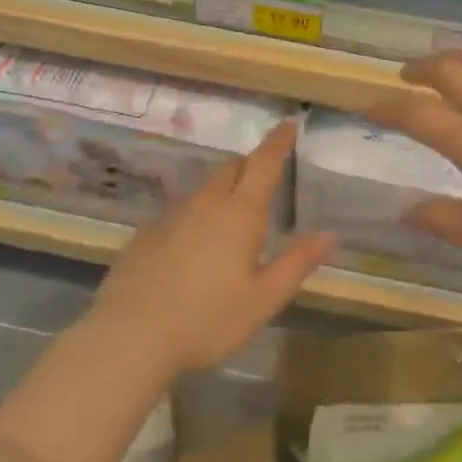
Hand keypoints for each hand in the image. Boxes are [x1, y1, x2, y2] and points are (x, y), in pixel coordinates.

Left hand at [78, 122, 336, 380]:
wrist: (130, 337)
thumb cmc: (208, 320)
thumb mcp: (264, 298)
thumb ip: (297, 262)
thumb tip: (331, 235)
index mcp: (239, 215)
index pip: (263, 165)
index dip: (277, 143)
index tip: (288, 124)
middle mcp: (205, 205)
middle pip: (231, 169)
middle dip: (249, 165)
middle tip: (263, 175)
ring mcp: (170, 217)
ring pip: (202, 190)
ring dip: (221, 191)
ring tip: (231, 215)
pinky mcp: (144, 235)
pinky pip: (178, 213)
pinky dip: (194, 217)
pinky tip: (192, 246)